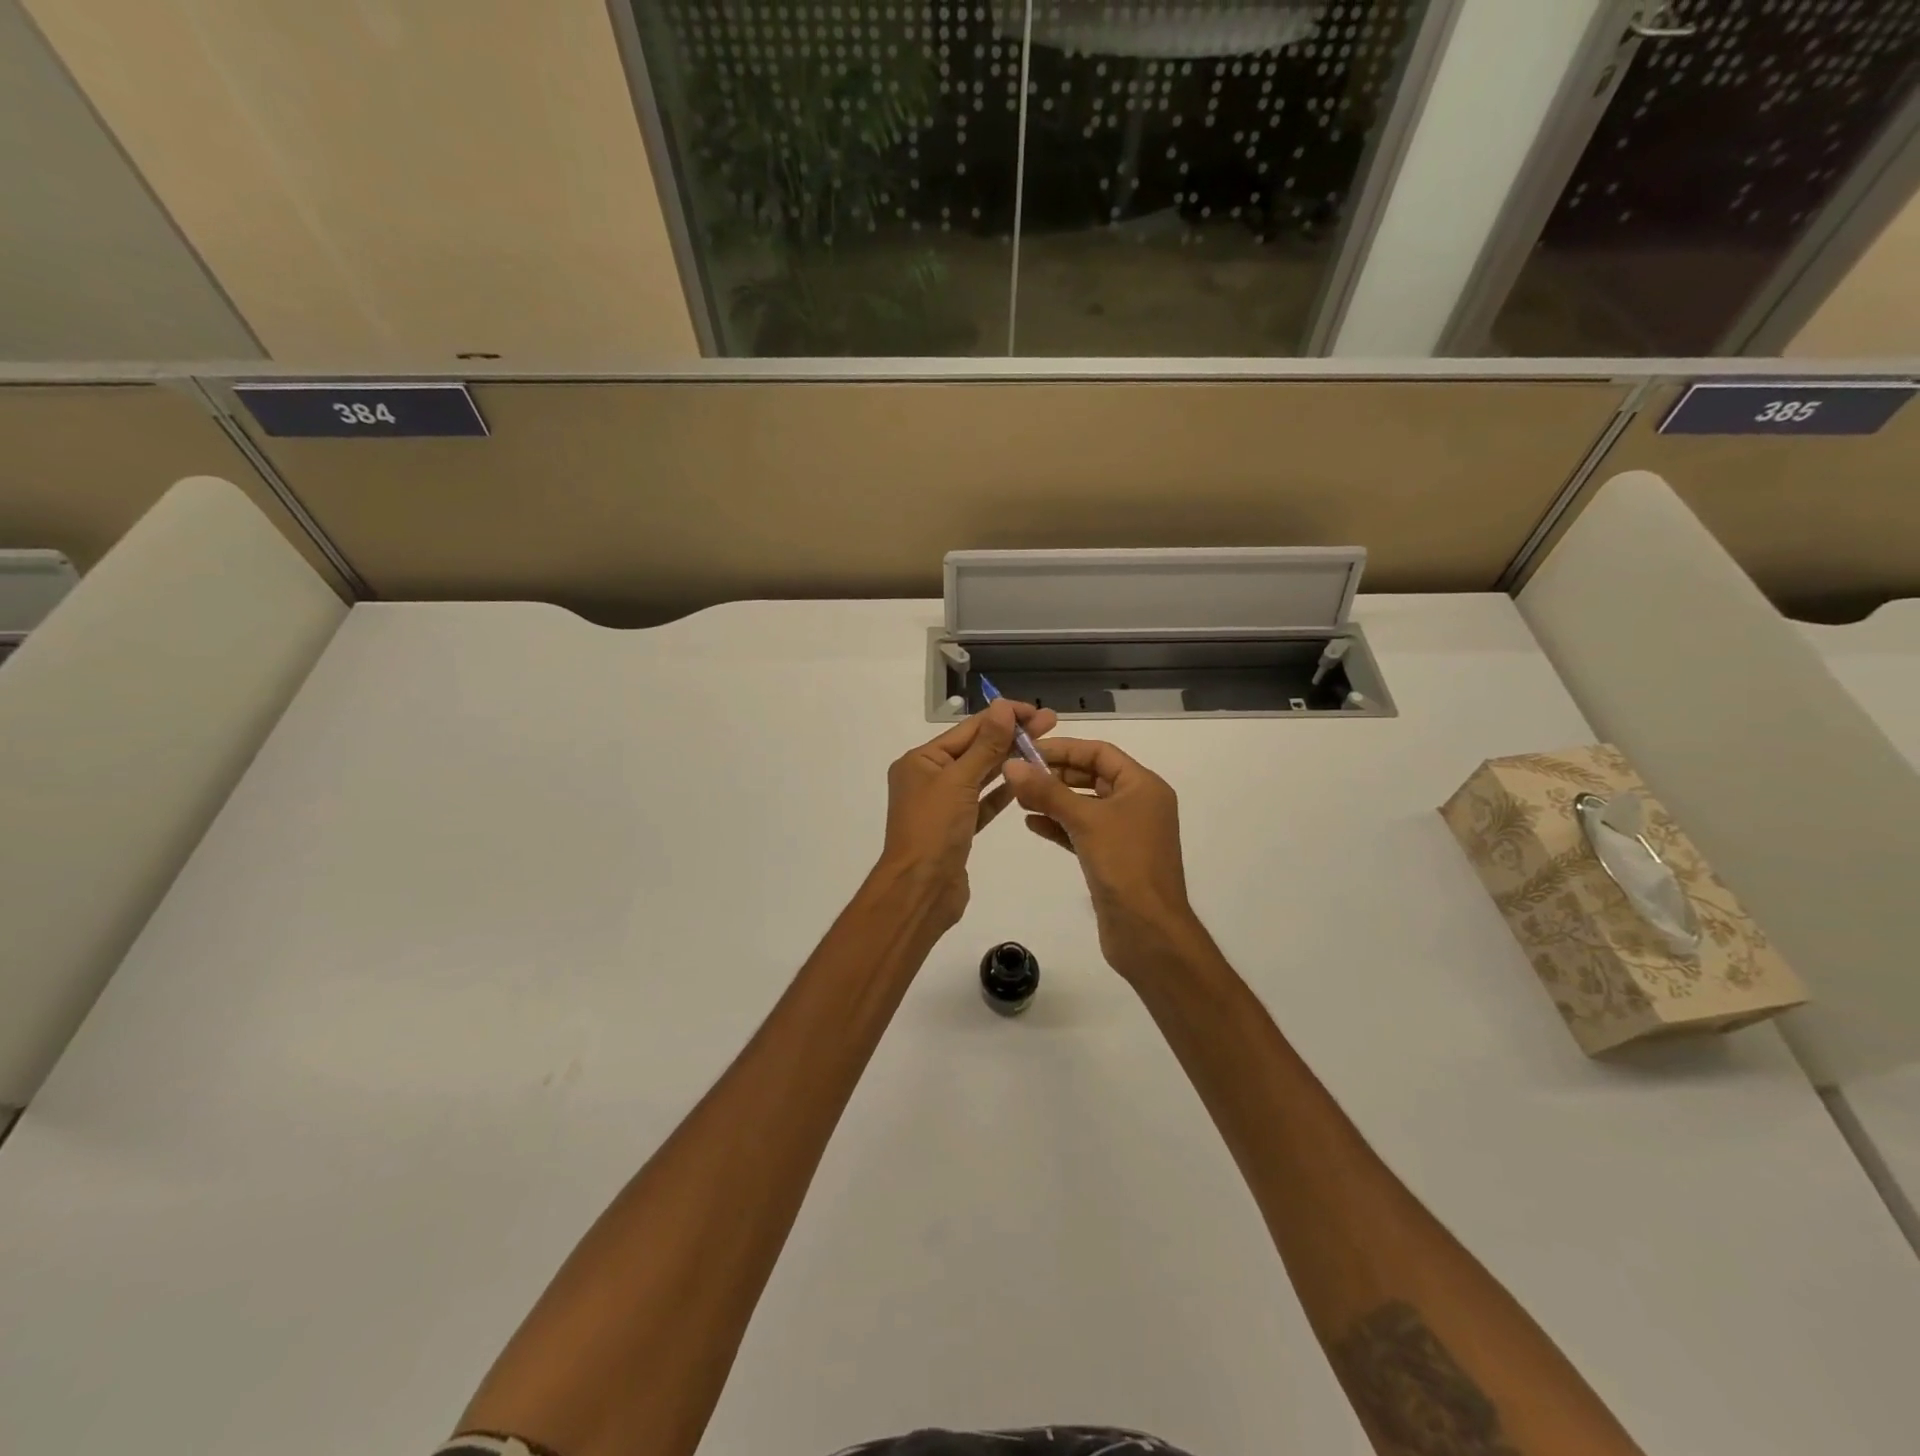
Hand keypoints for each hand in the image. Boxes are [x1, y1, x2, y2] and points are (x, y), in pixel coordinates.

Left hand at [877, 697, 1057, 929]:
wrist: (921, 890)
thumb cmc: (934, 829)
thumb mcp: (959, 781)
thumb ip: (985, 745)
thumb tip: (1002, 706)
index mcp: (920, 760)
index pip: (968, 729)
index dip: (1003, 717)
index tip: (1036, 710)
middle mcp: (929, 778)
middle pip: (975, 749)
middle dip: (1011, 736)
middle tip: (1050, 722)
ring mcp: (943, 804)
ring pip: (980, 775)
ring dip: (1009, 761)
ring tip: (1044, 747)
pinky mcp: (958, 828)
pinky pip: (982, 802)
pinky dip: (1002, 791)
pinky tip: (1026, 780)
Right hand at [1003, 738, 1203, 980]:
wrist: (1148, 931)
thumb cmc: (1124, 865)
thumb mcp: (1085, 820)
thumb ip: (1047, 791)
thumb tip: (1012, 765)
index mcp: (1143, 786)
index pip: (1100, 753)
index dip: (1064, 748)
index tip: (1027, 751)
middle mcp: (1138, 804)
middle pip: (1092, 777)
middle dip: (1055, 774)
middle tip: (1018, 775)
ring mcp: (1126, 833)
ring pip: (1085, 805)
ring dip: (1053, 800)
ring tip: (1018, 798)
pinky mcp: (1112, 858)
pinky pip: (1082, 831)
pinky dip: (1059, 825)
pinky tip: (1032, 824)